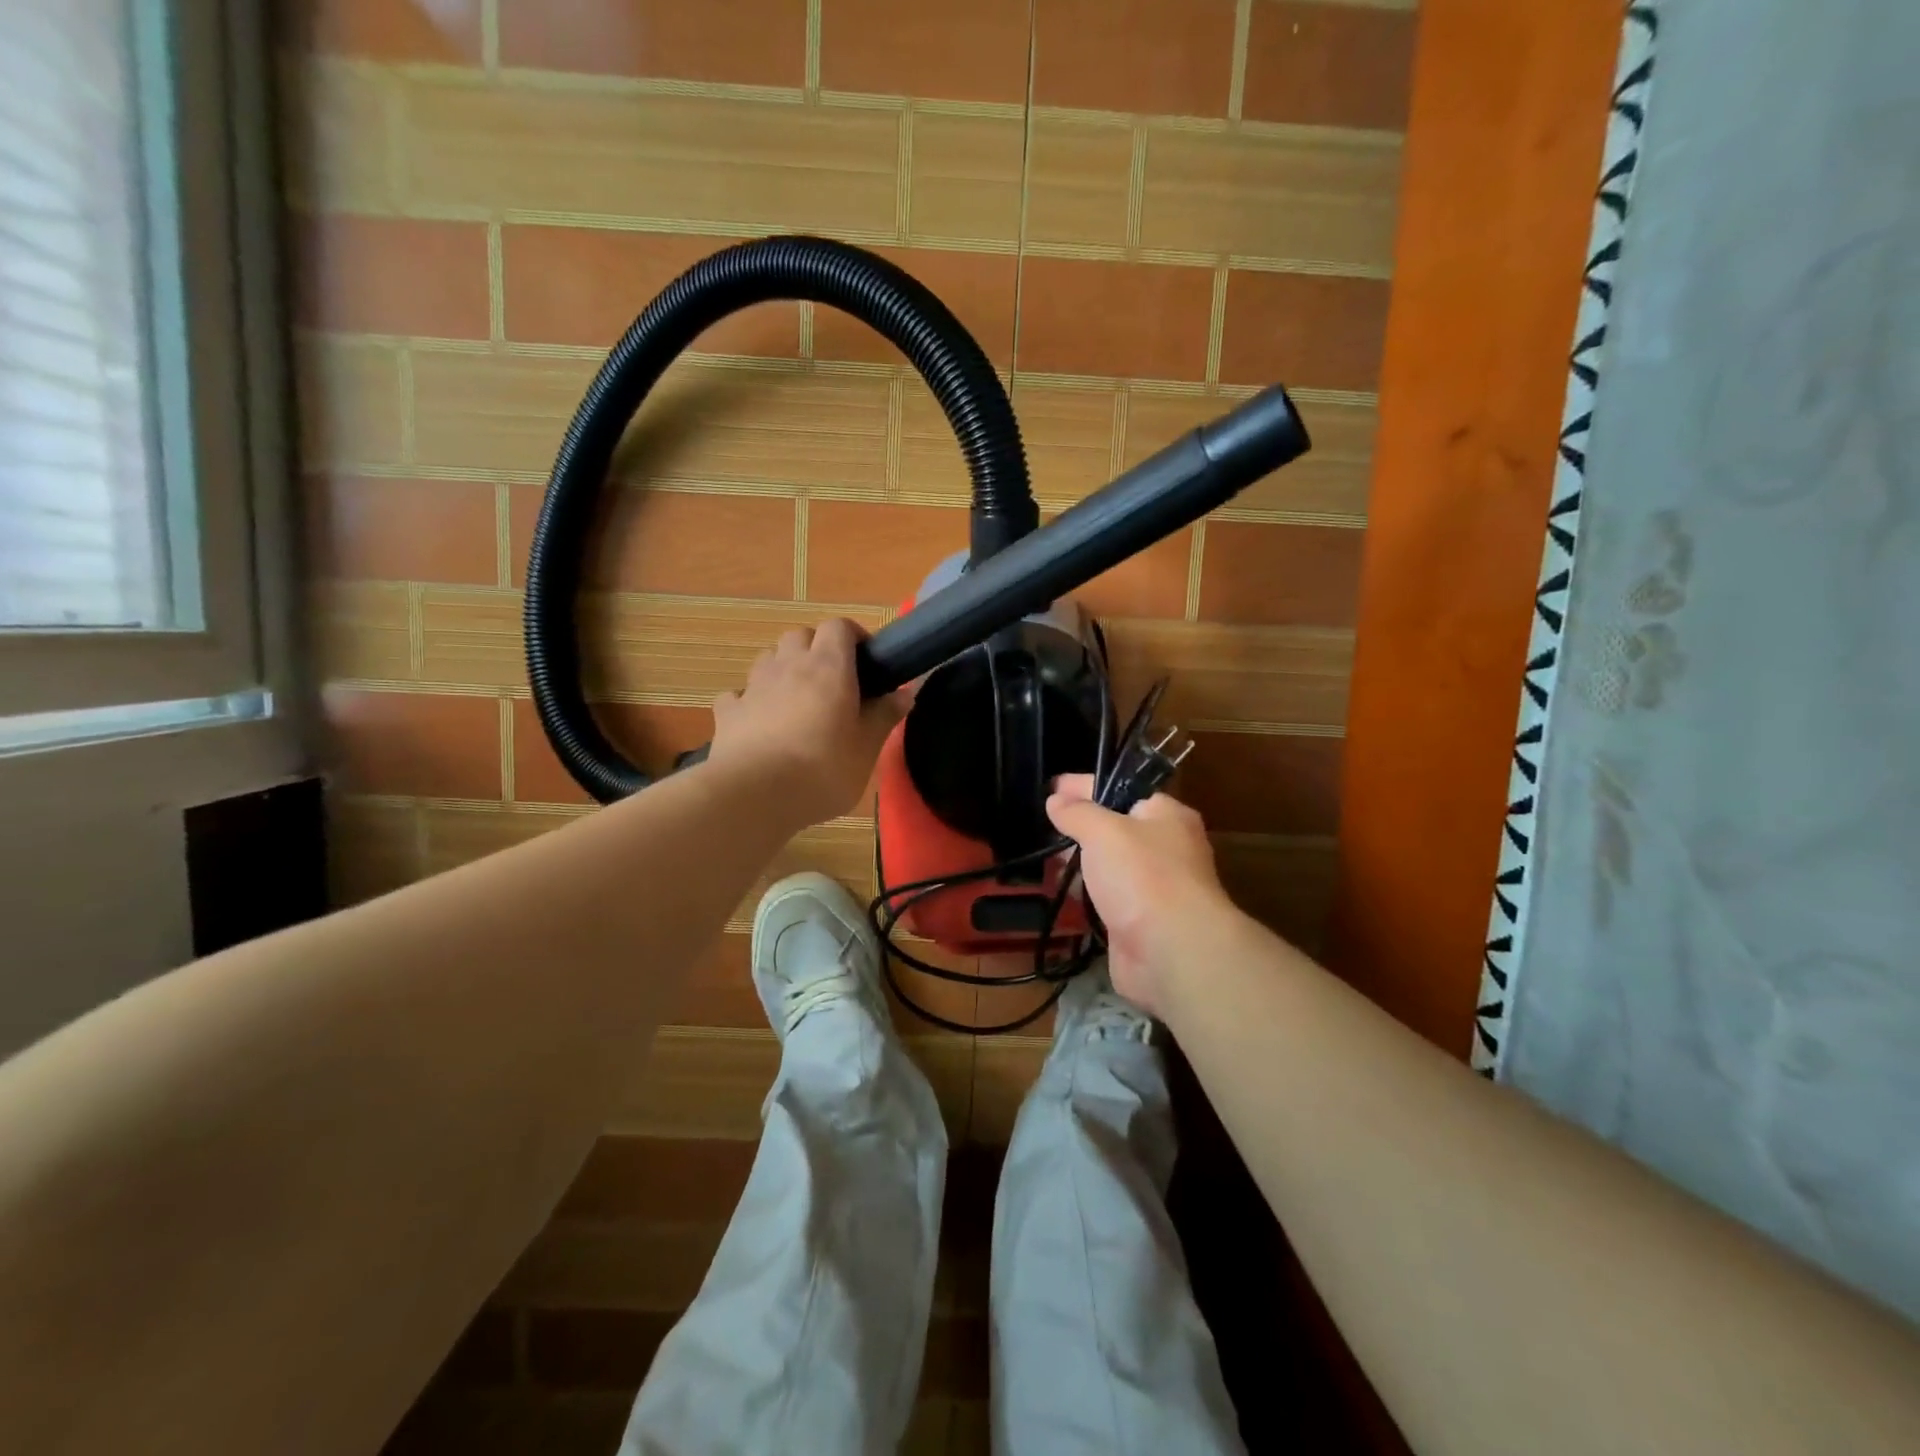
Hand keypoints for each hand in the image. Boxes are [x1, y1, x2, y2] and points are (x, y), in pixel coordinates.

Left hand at [707, 618, 908, 828]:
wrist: (755, 795)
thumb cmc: (823, 769)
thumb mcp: (867, 748)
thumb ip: (885, 716)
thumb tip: (906, 691)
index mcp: (828, 667)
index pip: (839, 626)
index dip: (852, 636)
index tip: (866, 661)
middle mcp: (789, 665)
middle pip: (800, 635)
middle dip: (816, 648)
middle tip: (833, 681)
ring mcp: (754, 686)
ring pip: (768, 658)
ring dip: (783, 668)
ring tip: (796, 699)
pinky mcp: (728, 712)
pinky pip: (739, 694)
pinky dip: (750, 701)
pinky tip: (759, 722)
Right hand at [1046, 775, 1239, 1016]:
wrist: (1172, 952)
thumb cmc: (1142, 876)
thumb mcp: (1103, 831)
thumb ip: (1077, 813)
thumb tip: (1056, 799)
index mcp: (1167, 816)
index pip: (1121, 789)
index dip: (1084, 786)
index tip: (1051, 788)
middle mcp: (1166, 848)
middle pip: (1116, 829)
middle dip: (1080, 828)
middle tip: (1044, 825)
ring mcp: (1154, 888)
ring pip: (1110, 866)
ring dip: (1081, 864)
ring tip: (1045, 859)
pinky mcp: (1139, 923)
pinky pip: (1106, 900)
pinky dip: (1085, 896)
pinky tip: (1059, 893)